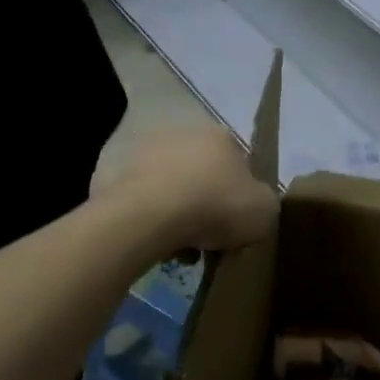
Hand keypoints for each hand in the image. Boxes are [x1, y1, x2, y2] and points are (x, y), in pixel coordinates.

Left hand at [109, 127, 277, 253]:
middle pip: (203, 174)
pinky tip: (154, 241)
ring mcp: (145, 150)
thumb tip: (252, 205)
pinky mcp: (114, 171)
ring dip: (176, 213)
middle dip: (206, 204)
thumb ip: (264, 203)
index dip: (240, 196)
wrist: (149, 215)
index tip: (236, 223)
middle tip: (208, 239)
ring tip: (178, 247)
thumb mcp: (265, 211)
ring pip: (170, 187)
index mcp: (222, 136)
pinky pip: (142, 200)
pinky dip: (148, 218)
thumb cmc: (216, 206)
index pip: (239, 164)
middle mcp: (184, 133)